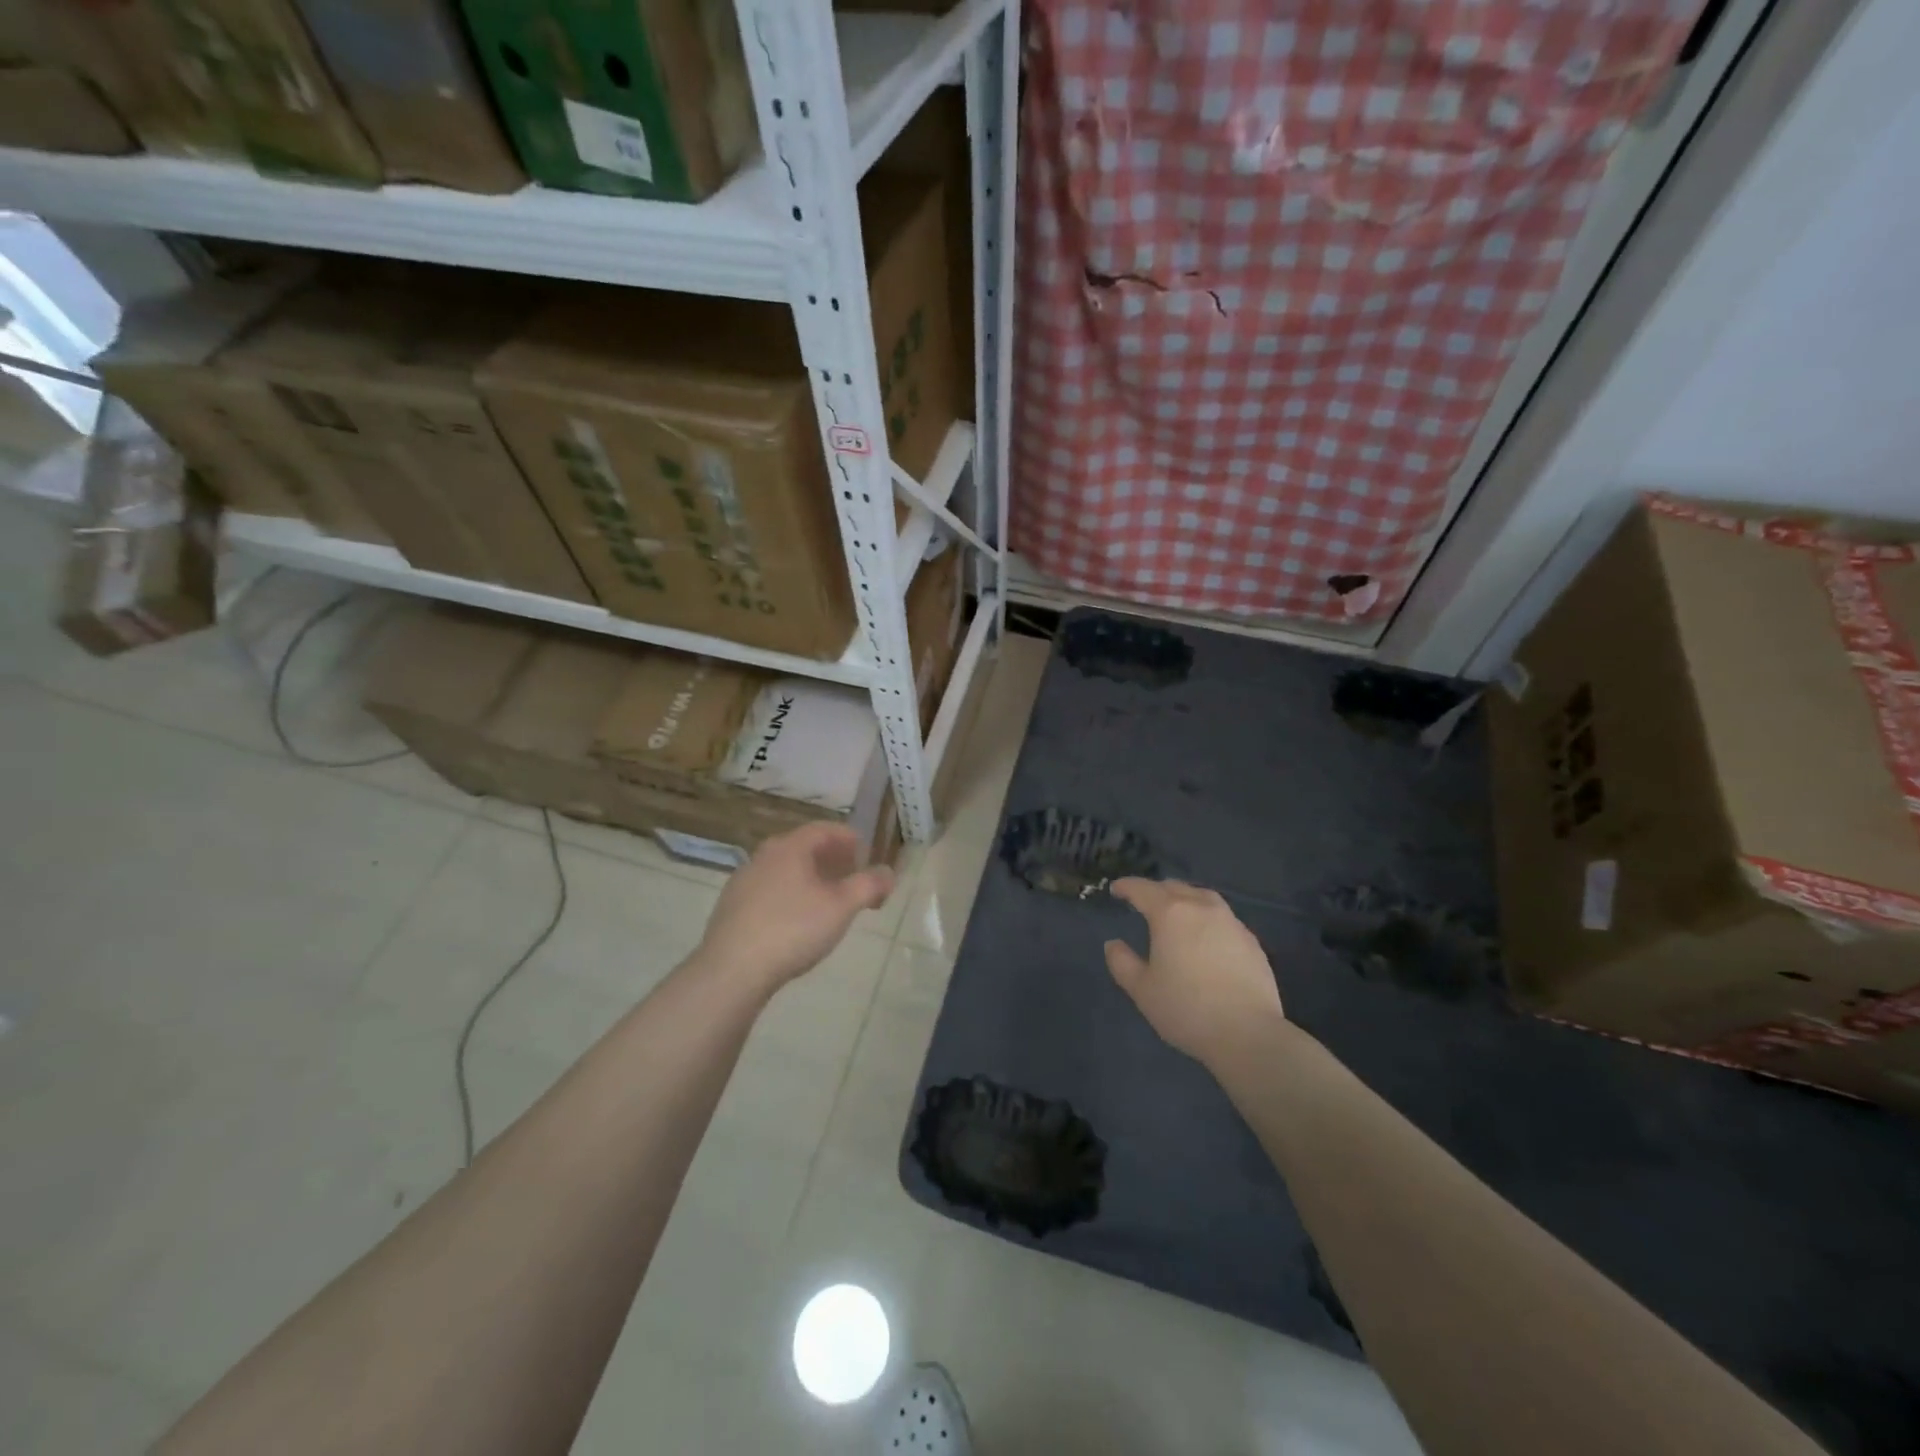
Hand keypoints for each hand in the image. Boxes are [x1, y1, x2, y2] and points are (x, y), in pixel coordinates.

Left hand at [694, 822, 894, 994]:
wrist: (732, 970)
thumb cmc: (793, 929)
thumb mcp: (841, 907)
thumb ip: (869, 885)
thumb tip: (888, 873)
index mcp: (790, 847)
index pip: (825, 829)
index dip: (850, 839)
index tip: (866, 856)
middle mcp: (764, 855)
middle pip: (805, 848)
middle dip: (833, 860)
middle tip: (852, 879)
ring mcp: (743, 880)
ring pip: (786, 870)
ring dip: (811, 879)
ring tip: (829, 903)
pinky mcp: (731, 907)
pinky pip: (770, 890)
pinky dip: (790, 895)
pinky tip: (797, 922)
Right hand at [1105, 878, 1284, 1065]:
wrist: (1248, 1034)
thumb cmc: (1187, 1009)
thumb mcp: (1142, 990)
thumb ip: (1122, 963)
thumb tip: (1113, 944)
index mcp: (1170, 914)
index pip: (1143, 889)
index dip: (1126, 886)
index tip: (1116, 889)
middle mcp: (1202, 908)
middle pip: (1175, 888)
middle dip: (1156, 890)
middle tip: (1143, 901)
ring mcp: (1231, 923)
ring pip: (1203, 897)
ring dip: (1185, 898)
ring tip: (1177, 911)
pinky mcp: (1251, 941)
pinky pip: (1223, 917)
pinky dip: (1207, 917)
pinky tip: (1206, 937)